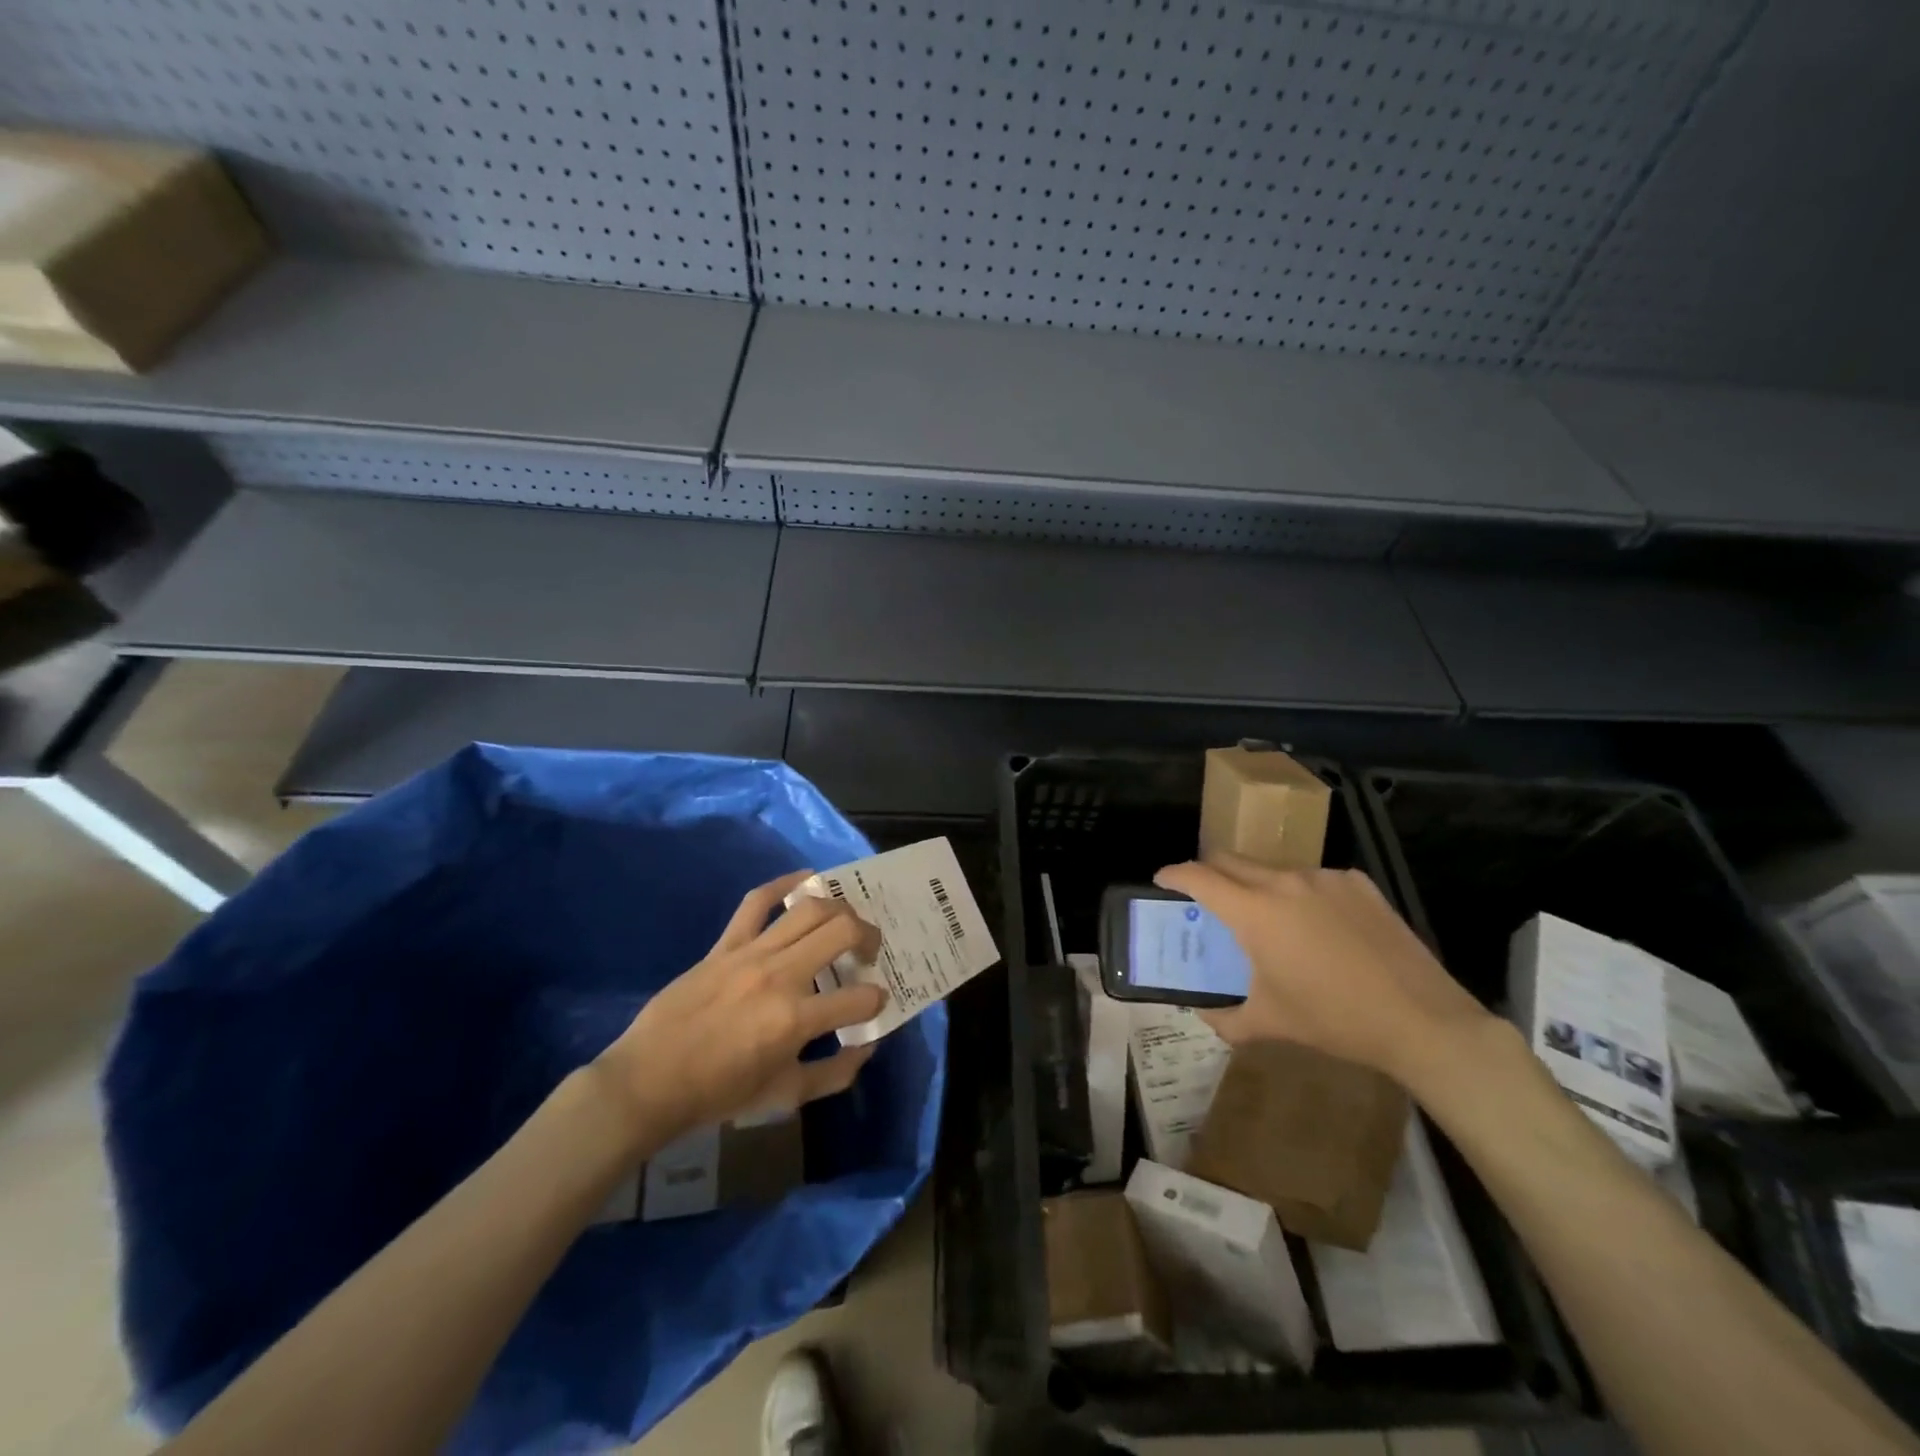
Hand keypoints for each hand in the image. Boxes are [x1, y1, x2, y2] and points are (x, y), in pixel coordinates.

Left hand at [594, 871, 886, 1147]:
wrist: (649, 1082)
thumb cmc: (718, 1094)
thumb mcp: (784, 1096)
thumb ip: (834, 1073)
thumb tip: (867, 1046)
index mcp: (796, 1019)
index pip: (861, 997)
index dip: (877, 999)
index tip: (873, 1002)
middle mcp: (780, 976)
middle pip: (843, 931)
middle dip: (869, 937)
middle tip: (869, 952)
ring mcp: (751, 954)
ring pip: (809, 909)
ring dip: (839, 909)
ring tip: (846, 921)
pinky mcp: (725, 945)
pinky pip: (757, 901)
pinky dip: (784, 883)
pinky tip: (807, 878)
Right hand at [1156, 853, 1491, 1087]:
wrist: (1422, 1020)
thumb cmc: (1334, 1020)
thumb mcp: (1270, 1023)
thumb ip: (1225, 1018)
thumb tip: (1204, 1014)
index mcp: (1255, 912)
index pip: (1199, 876)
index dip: (1174, 874)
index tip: (1162, 881)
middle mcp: (1284, 881)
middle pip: (1231, 860)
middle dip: (1210, 872)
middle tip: (1206, 898)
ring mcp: (1324, 877)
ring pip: (1273, 869)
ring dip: (1257, 885)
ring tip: (1270, 919)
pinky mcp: (1358, 883)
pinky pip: (1314, 879)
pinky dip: (1301, 894)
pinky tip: (1320, 927)